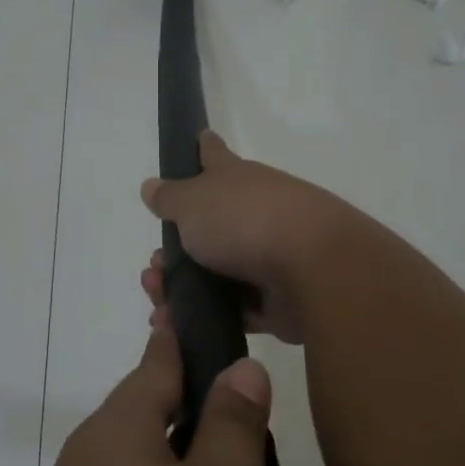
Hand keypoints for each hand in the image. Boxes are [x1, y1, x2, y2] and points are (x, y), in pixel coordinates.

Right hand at [140, 131, 357, 343]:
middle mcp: (254, 212)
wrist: (313, 269)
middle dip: (174, 249)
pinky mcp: (276, 298)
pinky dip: (206, 317)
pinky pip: (233, 309)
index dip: (202, 148)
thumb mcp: (193, 202)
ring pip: (216, 272)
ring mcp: (267, 256)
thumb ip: (169, 197)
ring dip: (183, 288)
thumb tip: (151, 186)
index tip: (197, 140)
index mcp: (235, 180)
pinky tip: (179, 326)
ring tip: (159, 304)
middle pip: (208, 226)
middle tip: (153, 269)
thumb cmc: (245, 221)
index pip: (214, 155)